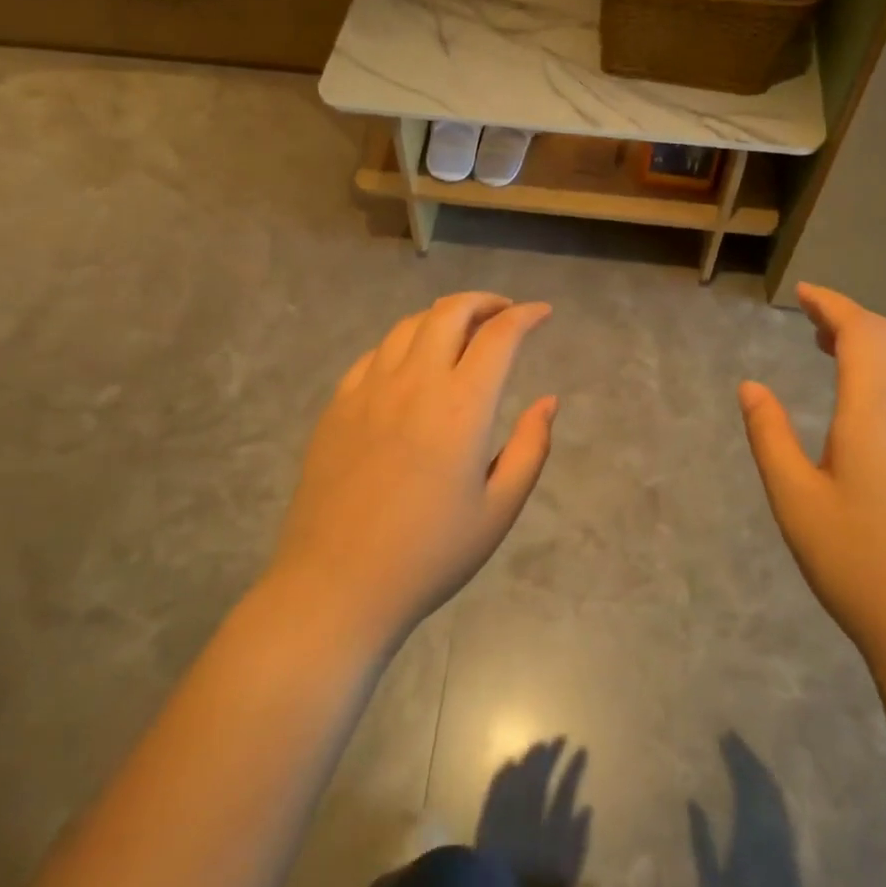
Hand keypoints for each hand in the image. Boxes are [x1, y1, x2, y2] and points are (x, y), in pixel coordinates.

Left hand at [270, 293, 556, 646]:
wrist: (337, 585)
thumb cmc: (429, 554)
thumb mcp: (499, 509)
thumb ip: (531, 447)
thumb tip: (548, 401)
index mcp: (461, 406)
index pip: (499, 335)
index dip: (526, 315)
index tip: (543, 313)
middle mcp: (415, 382)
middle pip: (450, 311)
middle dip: (484, 301)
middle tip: (504, 314)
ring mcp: (369, 389)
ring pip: (409, 325)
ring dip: (443, 317)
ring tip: (462, 335)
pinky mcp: (338, 404)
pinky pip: (375, 353)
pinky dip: (405, 344)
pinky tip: (412, 366)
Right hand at [738, 284, 885, 683]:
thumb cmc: (857, 562)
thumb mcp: (795, 499)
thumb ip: (770, 436)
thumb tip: (750, 386)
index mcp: (876, 413)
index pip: (861, 334)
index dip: (832, 306)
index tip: (804, 292)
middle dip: (852, 319)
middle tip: (813, 317)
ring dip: (873, 345)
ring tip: (832, 348)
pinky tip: (864, 402)